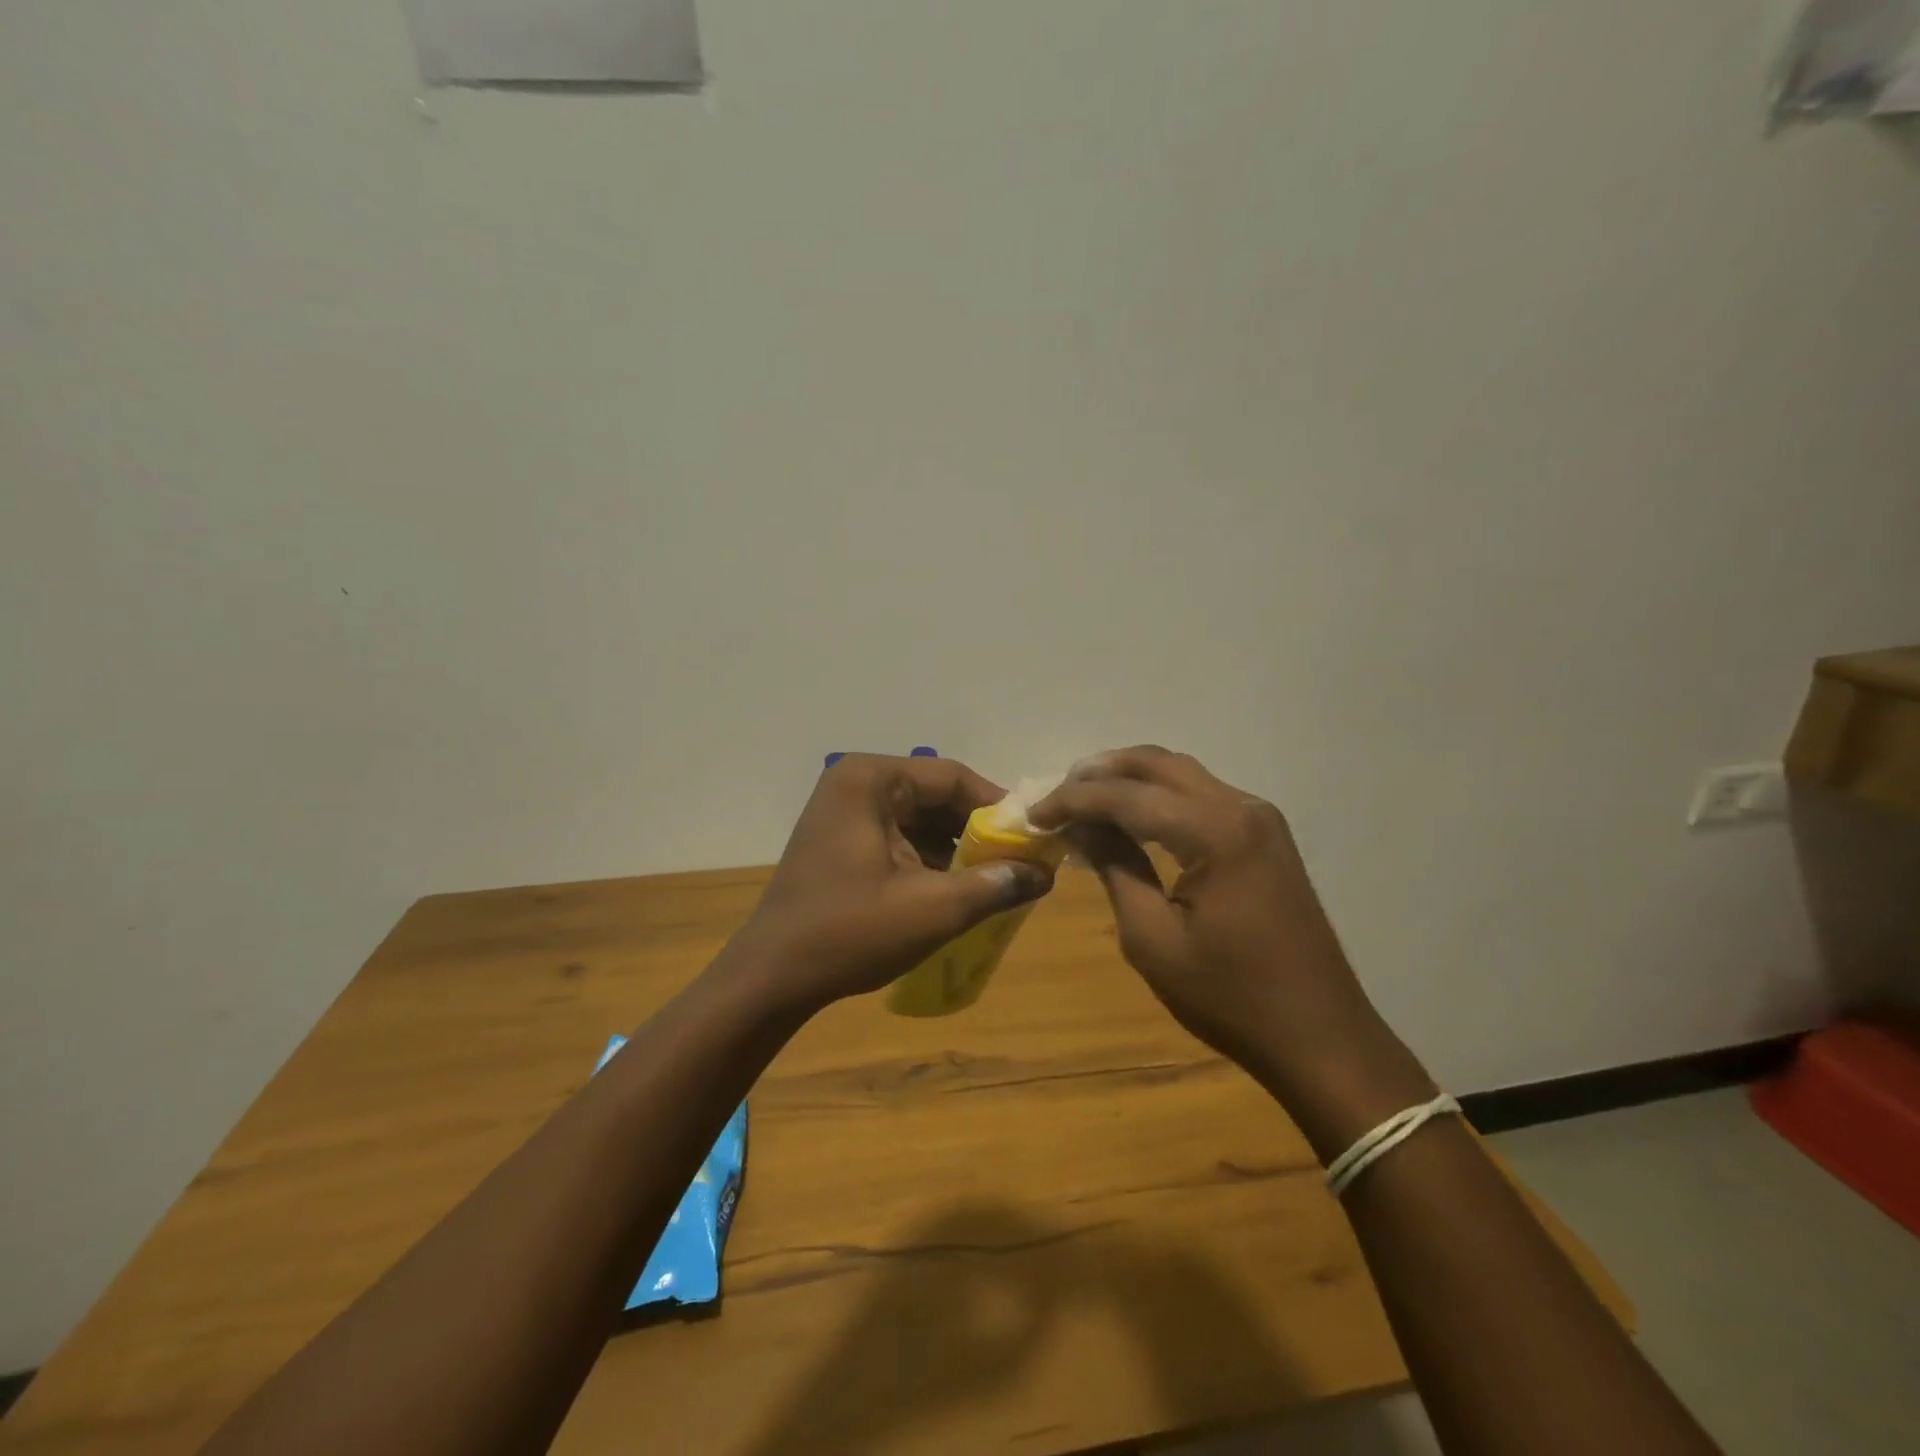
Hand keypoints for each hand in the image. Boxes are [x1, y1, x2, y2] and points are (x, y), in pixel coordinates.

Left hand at [727, 754, 1054, 1010]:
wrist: (771, 978)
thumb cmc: (849, 933)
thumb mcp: (932, 909)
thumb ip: (994, 886)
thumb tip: (1044, 873)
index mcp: (871, 780)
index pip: (952, 777)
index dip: (998, 807)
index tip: (1032, 839)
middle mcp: (856, 784)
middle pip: (935, 796)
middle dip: (978, 831)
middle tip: (1017, 864)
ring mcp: (844, 812)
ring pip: (919, 819)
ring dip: (956, 848)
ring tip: (994, 881)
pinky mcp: (841, 840)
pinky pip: (899, 837)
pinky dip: (929, 859)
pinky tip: (955, 889)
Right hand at [1030, 747, 1389, 1090]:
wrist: (1320, 1037)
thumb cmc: (1229, 998)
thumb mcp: (1153, 938)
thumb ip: (1116, 868)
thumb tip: (1080, 826)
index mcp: (1215, 832)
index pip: (1127, 796)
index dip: (1073, 800)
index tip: (1034, 815)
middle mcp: (1241, 807)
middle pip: (1157, 764)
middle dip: (1100, 773)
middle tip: (1056, 796)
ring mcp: (1260, 818)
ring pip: (1181, 773)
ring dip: (1130, 780)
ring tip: (1083, 801)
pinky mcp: (1265, 836)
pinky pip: (1202, 796)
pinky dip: (1159, 797)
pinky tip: (1131, 818)